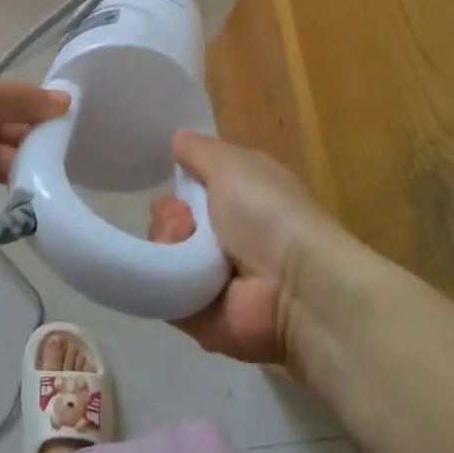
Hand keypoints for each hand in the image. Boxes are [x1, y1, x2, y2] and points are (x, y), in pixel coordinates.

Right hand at [147, 132, 340, 365]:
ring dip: (168, 243)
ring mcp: (207, 278)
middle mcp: (222, 237)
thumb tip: (178, 137)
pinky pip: (161, 292)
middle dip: (168, 215)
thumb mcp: (232, 164)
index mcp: (236, 200)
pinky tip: (185, 274)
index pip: (189, 189)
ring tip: (189, 248)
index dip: (178, 183)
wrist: (293, 285)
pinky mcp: (195, 315)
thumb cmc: (268, 212)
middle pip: (168, 220)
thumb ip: (200, 151)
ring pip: (160, 252)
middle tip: (185, 219)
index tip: (176, 180)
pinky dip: (166, 280)